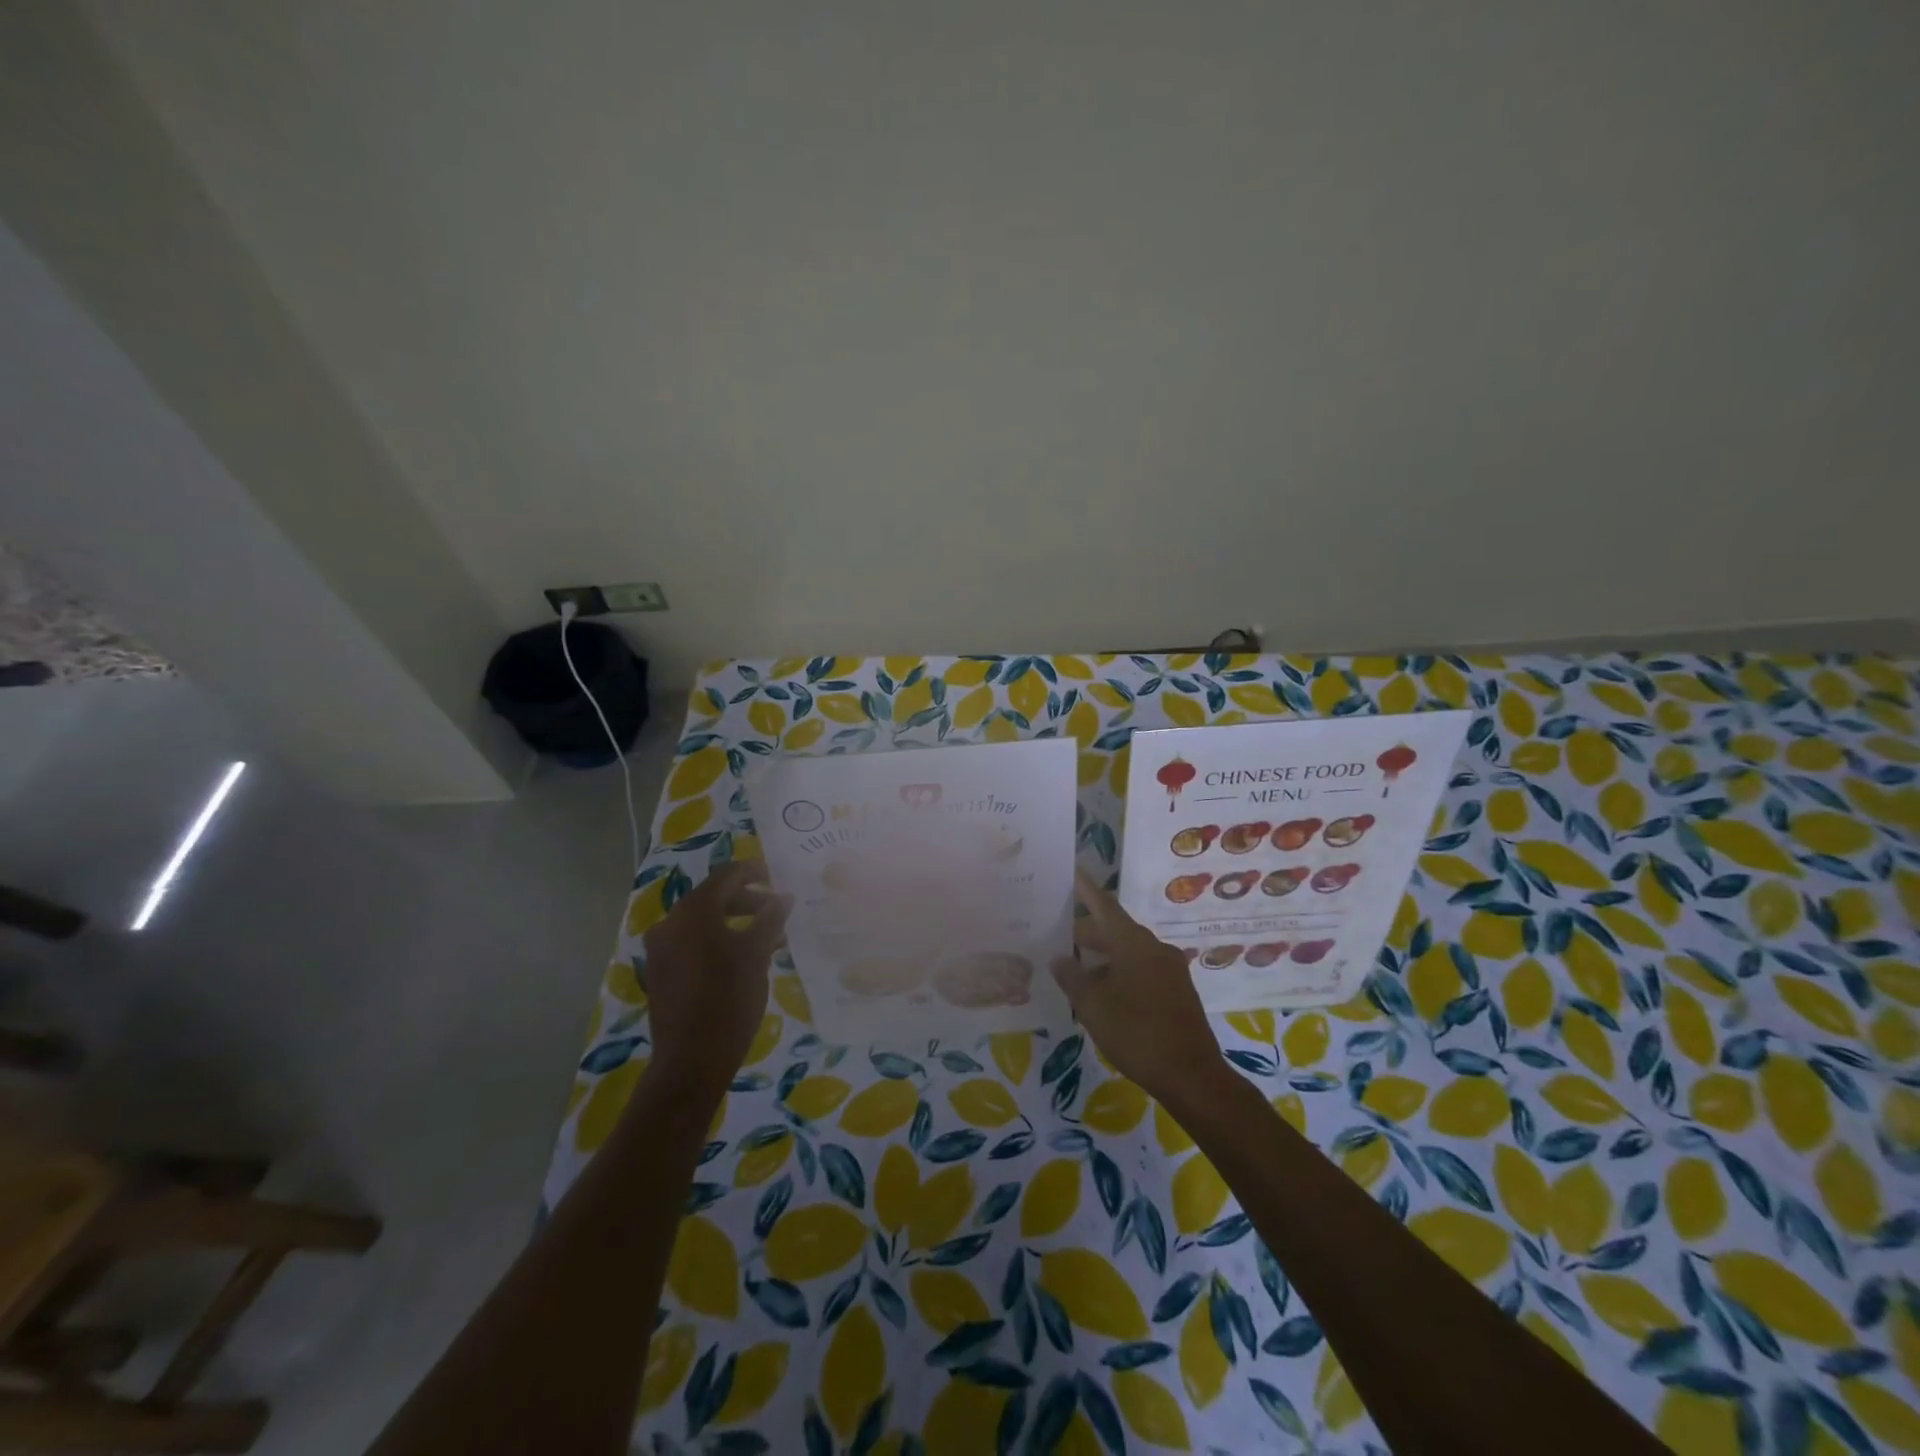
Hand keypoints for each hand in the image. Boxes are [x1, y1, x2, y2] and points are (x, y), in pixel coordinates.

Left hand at [640, 861, 791, 1100]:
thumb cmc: (729, 997)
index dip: (754, 872)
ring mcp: (661, 950)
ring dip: (734, 924)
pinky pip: (692, 945)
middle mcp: (670, 923)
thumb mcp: (757, 953)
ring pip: (703, 924)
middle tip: (776, 912)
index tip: (777, 878)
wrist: (692, 1060)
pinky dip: (717, 943)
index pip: (726, 876)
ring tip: (766, 939)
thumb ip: (770, 918)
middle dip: (747, 902)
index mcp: (693, 911)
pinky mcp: (660, 973)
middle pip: (713, 899)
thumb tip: (782, 897)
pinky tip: (742, 960)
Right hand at [1050, 871, 1224, 1103]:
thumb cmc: (1136, 1033)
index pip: (1104, 905)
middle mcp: (1154, 947)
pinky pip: (1142, 968)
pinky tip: (1104, 990)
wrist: (1192, 1075)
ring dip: (1103, 955)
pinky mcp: (1177, 990)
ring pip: (1129, 951)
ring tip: (1075, 966)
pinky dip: (1120, 970)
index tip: (1072, 872)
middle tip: (1058, 933)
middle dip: (1087, 932)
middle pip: (1115, 930)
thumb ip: (1072, 977)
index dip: (1086, 888)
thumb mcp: (1093, 1006)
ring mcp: (1170, 968)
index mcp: (1133, 943)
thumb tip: (1058, 957)